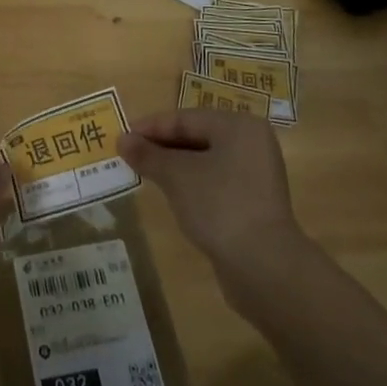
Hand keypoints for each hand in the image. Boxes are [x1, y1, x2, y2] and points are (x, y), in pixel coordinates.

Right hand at [120, 110, 304, 273]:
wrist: (264, 266)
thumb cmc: (219, 205)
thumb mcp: (176, 176)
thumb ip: (148, 155)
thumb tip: (123, 140)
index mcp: (238, 126)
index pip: (186, 118)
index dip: (151, 127)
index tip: (123, 136)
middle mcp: (252, 143)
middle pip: (197, 137)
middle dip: (162, 147)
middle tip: (129, 155)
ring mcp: (256, 175)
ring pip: (205, 161)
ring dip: (174, 167)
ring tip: (144, 173)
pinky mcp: (255, 203)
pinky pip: (215, 183)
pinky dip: (192, 185)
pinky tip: (171, 195)